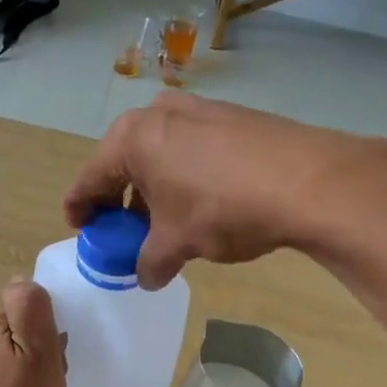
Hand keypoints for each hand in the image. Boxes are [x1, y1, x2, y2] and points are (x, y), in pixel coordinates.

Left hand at [0, 278, 67, 386]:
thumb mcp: (40, 354)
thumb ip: (31, 309)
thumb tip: (22, 282)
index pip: (27, 310)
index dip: (48, 334)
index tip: (53, 362)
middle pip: (20, 331)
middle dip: (41, 352)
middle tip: (49, 384)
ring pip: (15, 355)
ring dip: (33, 372)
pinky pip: (5, 377)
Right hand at [62, 91, 386, 289]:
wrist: (306, 181)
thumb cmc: (221, 209)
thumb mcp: (177, 243)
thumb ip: (151, 261)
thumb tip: (147, 277)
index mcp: (132, 139)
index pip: (90, 178)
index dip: (80, 208)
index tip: (79, 228)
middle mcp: (159, 115)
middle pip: (123, 162)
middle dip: (120, 199)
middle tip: (122, 230)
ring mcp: (198, 110)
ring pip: (160, 155)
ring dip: (154, 189)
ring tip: (163, 223)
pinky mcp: (232, 117)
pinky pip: (191, 150)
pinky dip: (184, 177)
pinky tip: (200, 204)